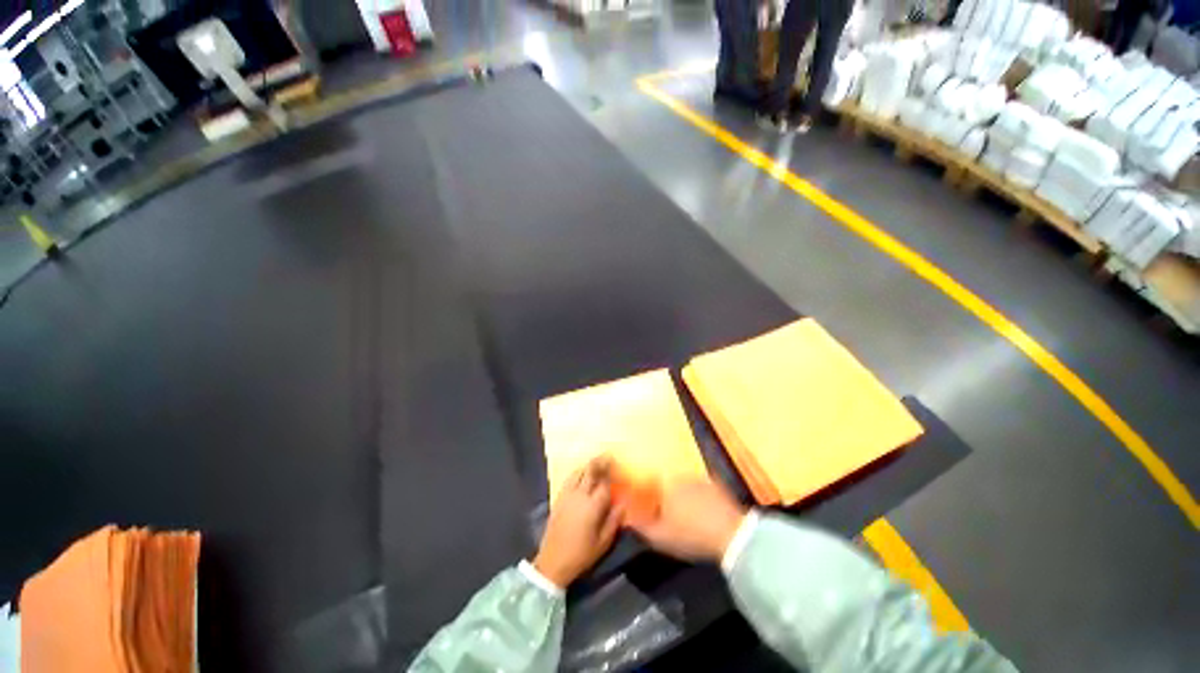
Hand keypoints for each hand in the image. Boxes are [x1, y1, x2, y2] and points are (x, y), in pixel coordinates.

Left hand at [534, 458, 622, 587]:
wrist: (552, 562)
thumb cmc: (581, 554)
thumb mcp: (603, 542)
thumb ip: (614, 520)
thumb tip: (623, 503)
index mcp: (592, 506)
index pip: (604, 483)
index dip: (611, 474)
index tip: (618, 467)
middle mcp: (579, 495)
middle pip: (590, 471)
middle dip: (600, 462)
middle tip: (608, 456)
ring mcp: (567, 495)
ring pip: (578, 472)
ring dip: (588, 464)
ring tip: (596, 461)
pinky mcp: (558, 498)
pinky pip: (569, 478)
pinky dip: (577, 471)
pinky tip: (581, 472)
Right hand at [629, 480, 747, 562]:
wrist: (733, 535)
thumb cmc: (691, 535)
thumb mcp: (660, 537)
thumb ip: (640, 527)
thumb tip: (625, 519)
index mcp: (664, 484)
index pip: (648, 482)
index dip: (644, 493)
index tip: (644, 505)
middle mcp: (680, 475)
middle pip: (665, 481)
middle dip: (663, 493)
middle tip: (664, 511)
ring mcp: (699, 477)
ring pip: (683, 483)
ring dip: (680, 493)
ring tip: (683, 512)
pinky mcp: (716, 484)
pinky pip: (700, 487)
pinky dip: (697, 496)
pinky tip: (700, 510)